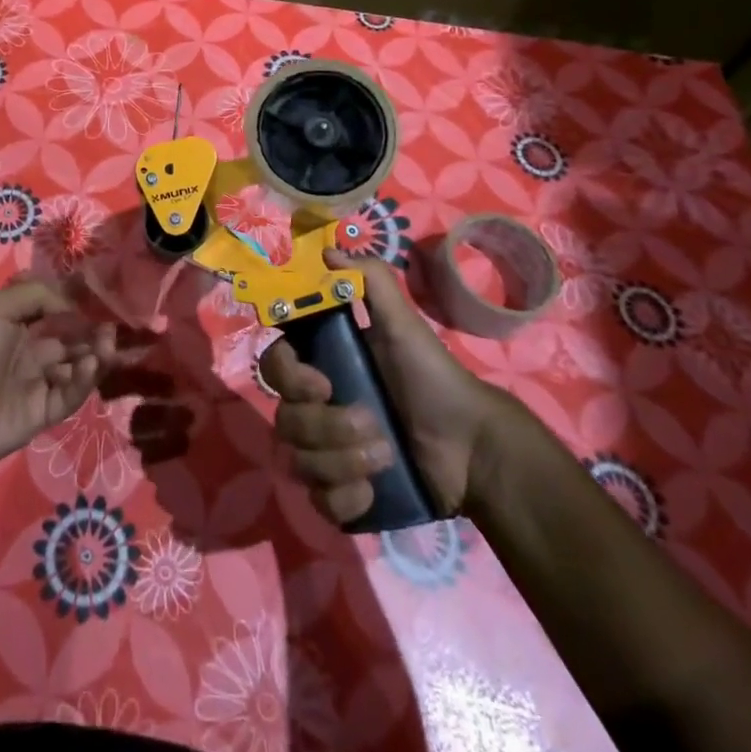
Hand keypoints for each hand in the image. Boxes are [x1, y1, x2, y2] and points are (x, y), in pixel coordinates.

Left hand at [0, 278, 119, 476]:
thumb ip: (39, 296)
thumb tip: (74, 309)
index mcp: (18, 324)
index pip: (57, 311)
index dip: (79, 308)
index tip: (103, 303)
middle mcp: (31, 350)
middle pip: (73, 339)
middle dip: (93, 333)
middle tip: (111, 330)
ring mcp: (39, 383)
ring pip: (77, 366)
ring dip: (95, 356)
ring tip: (105, 350)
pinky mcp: (44, 413)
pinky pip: (71, 394)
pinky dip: (84, 380)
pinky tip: (88, 367)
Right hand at [260, 249, 517, 524]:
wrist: (474, 448)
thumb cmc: (434, 378)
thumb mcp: (404, 325)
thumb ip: (370, 282)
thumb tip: (328, 250)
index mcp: (323, 364)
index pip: (276, 365)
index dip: (288, 375)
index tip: (322, 384)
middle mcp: (316, 407)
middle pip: (284, 418)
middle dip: (326, 426)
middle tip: (371, 424)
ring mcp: (326, 453)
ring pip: (298, 461)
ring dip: (340, 461)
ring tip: (384, 457)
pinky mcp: (342, 494)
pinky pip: (319, 501)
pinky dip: (344, 498)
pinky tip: (372, 491)